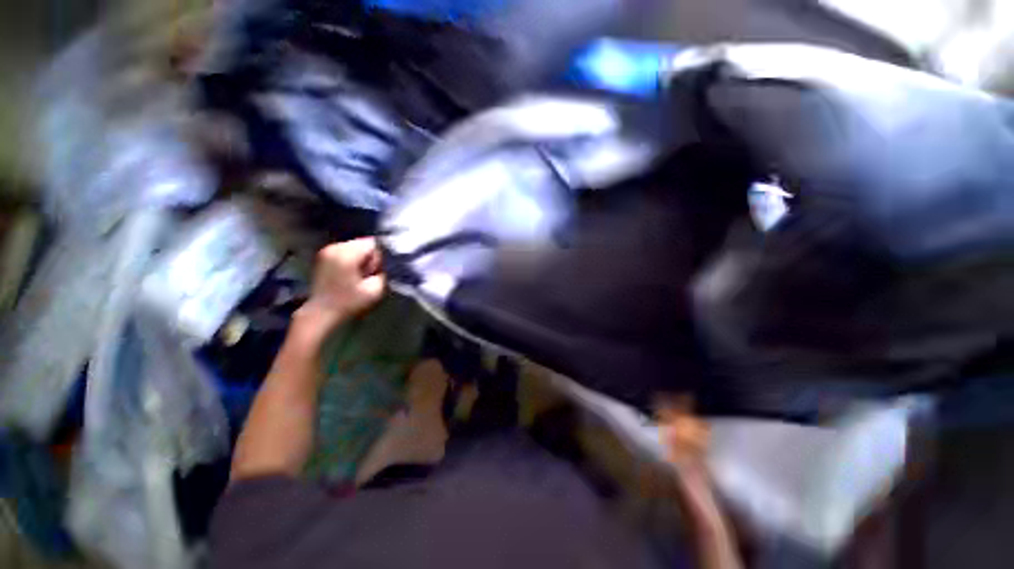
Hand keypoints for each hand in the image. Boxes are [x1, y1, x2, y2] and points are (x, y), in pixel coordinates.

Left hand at [296, 238, 385, 336]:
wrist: (321, 313)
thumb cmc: (350, 302)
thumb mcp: (375, 289)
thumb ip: (383, 270)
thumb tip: (383, 261)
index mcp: (347, 254)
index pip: (373, 243)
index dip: (378, 257)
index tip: (373, 272)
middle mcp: (335, 247)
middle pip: (363, 242)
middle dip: (368, 256)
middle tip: (366, 275)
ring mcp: (326, 250)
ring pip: (354, 246)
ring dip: (360, 258)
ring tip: (356, 275)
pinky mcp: (323, 255)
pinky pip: (345, 251)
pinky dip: (350, 260)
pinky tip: (348, 274)